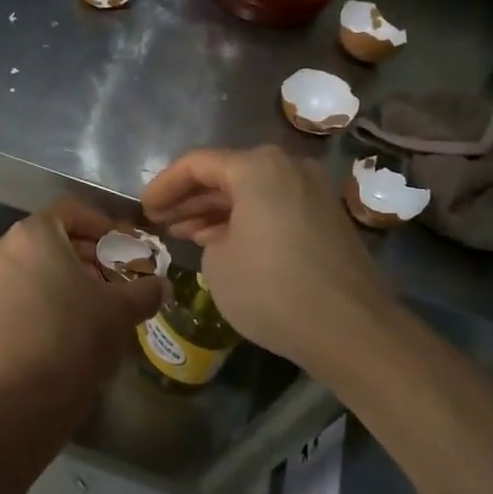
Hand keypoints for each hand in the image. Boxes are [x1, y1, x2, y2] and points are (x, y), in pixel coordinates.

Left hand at [0, 198, 165, 418]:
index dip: (102, 225)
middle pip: (51, 237)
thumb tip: (161, 285)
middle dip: (86, 252)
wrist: (27, 397)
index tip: (123, 246)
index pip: (71, 211)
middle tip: (115, 274)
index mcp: (32, 234)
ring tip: (96, 298)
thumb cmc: (77, 336)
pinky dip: (44, 292)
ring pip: (34, 263)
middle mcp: (1, 248)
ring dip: (66, 273)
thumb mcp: (122, 308)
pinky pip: (19, 286)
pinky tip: (69, 318)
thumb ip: (146, 288)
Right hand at [143, 146, 394, 378]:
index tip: (142, 208)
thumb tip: (225, 235)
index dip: (164, 185)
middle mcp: (288, 167)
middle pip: (226, 174)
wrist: (351, 329)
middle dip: (189, 197)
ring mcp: (312, 191)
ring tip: (182, 232)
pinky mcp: (325, 219)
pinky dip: (244, 220)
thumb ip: (209, 234)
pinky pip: (273, 208)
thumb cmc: (271, 288)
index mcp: (258, 166)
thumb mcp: (217, 261)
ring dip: (215, 210)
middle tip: (159, 219)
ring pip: (251, 192)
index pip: (197, 164)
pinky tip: (219, 241)